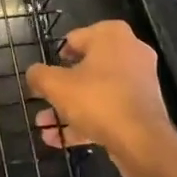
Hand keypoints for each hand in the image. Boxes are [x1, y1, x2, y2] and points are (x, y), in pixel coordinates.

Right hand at [27, 20, 176, 176]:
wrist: (141, 141)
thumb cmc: (97, 99)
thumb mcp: (56, 85)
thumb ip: (39, 75)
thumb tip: (33, 73)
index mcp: (112, 35)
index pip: (75, 38)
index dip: (57, 57)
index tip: (45, 75)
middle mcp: (130, 51)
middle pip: (86, 67)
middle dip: (61, 89)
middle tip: (43, 101)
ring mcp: (139, 80)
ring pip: (96, 91)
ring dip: (70, 108)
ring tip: (45, 126)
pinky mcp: (143, 107)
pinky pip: (109, 108)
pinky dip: (87, 121)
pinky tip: (60, 140)